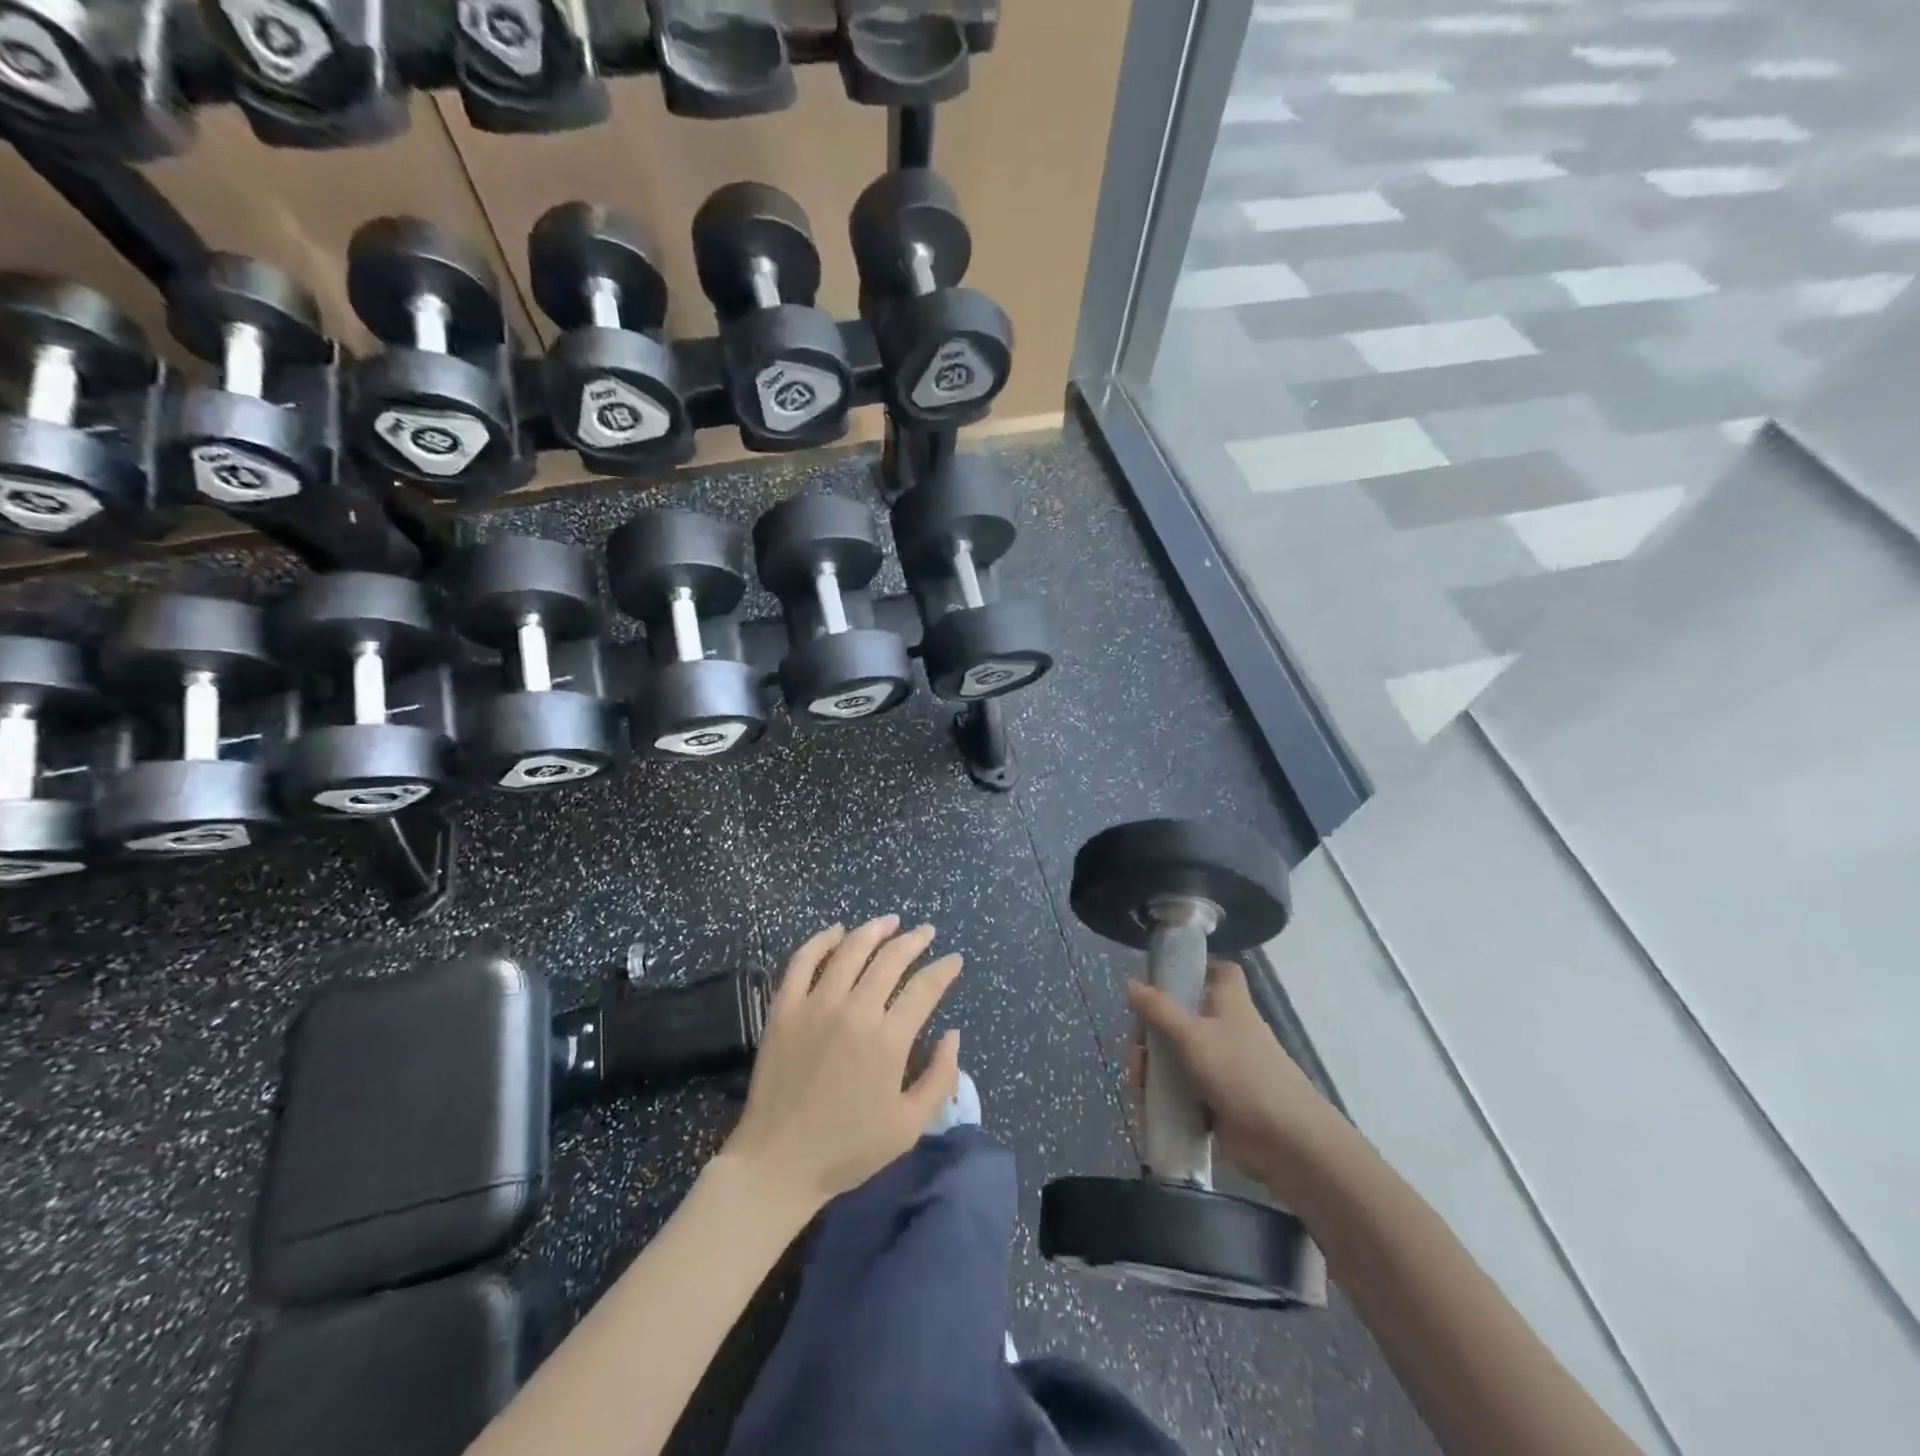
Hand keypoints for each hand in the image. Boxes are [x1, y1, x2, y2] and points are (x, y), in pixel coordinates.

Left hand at [724, 917, 962, 1213]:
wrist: (778, 1163)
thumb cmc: (848, 1149)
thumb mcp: (909, 1126)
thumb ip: (940, 1078)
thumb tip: (952, 1034)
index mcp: (888, 1041)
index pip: (924, 988)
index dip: (944, 969)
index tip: (954, 959)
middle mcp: (855, 1011)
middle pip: (890, 959)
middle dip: (914, 940)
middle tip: (926, 932)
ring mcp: (815, 1005)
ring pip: (850, 950)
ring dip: (874, 930)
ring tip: (890, 921)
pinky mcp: (784, 1008)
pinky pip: (802, 961)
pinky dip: (822, 940)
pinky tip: (837, 932)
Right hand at [1127, 960, 1343, 1195]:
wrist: (1285, 1142)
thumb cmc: (1240, 1073)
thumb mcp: (1193, 1036)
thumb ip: (1159, 1011)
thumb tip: (1131, 983)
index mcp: (1230, 1005)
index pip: (1222, 972)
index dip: (1198, 969)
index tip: (1166, 980)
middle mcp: (1227, 1031)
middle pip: (1186, 1017)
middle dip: (1154, 1030)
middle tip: (1136, 1047)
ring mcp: (1224, 1067)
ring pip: (1181, 1056)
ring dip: (1154, 1066)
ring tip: (1136, 1084)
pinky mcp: (1218, 1100)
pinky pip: (1184, 1089)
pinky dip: (1164, 1094)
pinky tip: (1144, 1103)